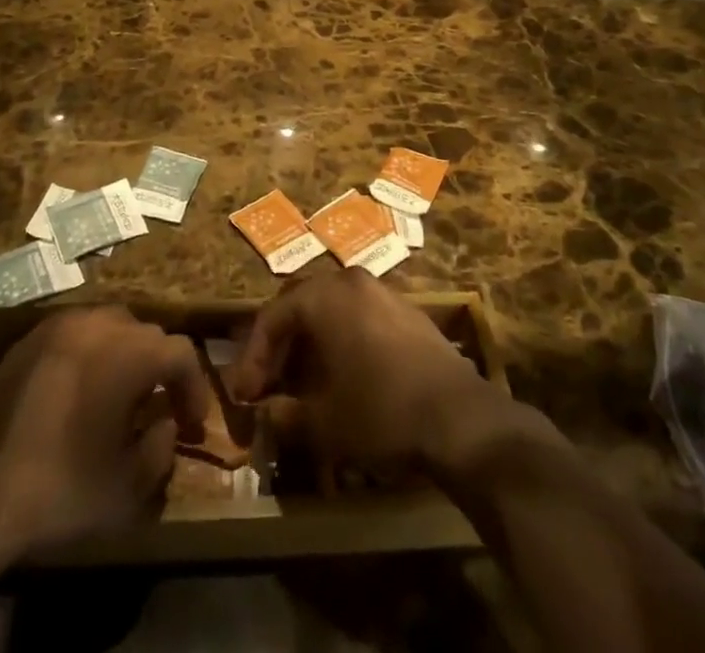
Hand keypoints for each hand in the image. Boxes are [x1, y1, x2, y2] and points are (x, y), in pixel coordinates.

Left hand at [0, 306, 211, 564]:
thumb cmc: (59, 488)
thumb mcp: (125, 488)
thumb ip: (159, 451)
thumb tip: (165, 426)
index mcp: (128, 352)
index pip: (180, 352)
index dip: (193, 386)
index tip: (193, 423)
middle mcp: (97, 324)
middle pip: (145, 334)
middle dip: (160, 369)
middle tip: (160, 408)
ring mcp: (59, 325)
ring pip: (110, 326)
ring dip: (125, 355)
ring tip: (121, 397)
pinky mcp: (28, 338)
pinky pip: (75, 334)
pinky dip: (90, 354)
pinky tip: (80, 392)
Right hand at [228, 269, 497, 471]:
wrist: (460, 417)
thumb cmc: (380, 411)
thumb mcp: (322, 423)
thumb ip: (285, 414)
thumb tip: (266, 412)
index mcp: (324, 296)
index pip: (273, 317)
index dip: (254, 357)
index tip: (244, 395)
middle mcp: (351, 281)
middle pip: (302, 306)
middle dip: (282, 345)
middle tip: (269, 384)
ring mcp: (383, 292)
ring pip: (332, 310)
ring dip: (312, 344)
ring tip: (303, 383)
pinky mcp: (408, 312)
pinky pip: (360, 318)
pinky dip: (342, 342)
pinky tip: (344, 377)